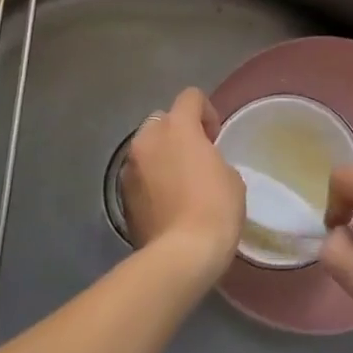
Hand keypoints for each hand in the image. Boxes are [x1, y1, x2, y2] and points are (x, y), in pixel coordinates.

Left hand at [121, 87, 243, 281]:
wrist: (181, 255)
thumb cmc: (216, 208)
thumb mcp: (231, 177)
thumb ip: (213, 158)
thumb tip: (202, 165)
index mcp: (178, 127)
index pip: (191, 97)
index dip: (206, 112)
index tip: (215, 137)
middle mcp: (147, 139)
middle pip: (162, 120)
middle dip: (178, 132)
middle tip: (195, 157)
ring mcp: (129, 168)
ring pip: (146, 148)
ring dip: (161, 156)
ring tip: (178, 183)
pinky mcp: (121, 196)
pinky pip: (138, 175)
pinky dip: (150, 180)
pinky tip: (166, 203)